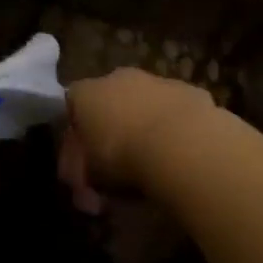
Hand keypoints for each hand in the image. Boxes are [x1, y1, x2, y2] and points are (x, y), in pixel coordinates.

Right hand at [61, 68, 216, 209]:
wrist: (183, 144)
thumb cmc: (123, 158)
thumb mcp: (91, 177)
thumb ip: (83, 174)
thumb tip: (85, 183)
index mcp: (86, 93)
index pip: (72, 107)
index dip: (76, 137)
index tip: (84, 165)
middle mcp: (118, 78)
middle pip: (109, 102)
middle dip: (111, 132)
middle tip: (119, 169)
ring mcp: (156, 81)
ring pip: (144, 105)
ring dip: (144, 128)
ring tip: (154, 166)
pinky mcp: (190, 91)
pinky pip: (174, 112)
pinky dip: (174, 129)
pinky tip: (180, 155)